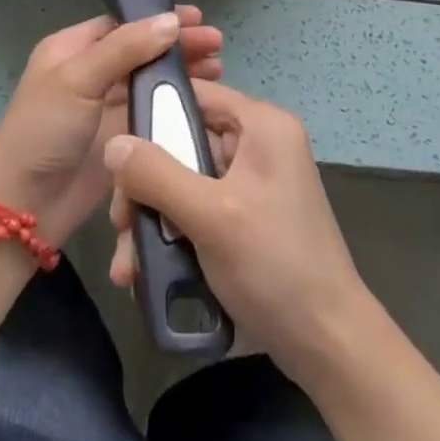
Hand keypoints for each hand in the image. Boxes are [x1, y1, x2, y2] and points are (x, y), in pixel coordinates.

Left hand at [0, 9, 222, 246]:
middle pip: (142, 50)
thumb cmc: (43, 131)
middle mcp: (91, 73)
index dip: (159, 18)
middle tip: (217, 43)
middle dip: (178, 45)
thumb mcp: (78, 79)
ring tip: (219, 68)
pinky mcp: (120, 140)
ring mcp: (106, 108)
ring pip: (151, 81)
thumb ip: (124, 48)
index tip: (197, 18)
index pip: (123, 23)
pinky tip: (204, 102)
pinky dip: (177, 105)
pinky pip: (153, 113)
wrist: (22, 208)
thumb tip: (171, 20)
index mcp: (72, 49)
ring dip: (182, 73)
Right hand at [104, 79, 371, 378]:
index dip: (152, 112)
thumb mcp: (211, 216)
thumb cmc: (274, 266)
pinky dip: (171, 236)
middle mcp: (258, 144)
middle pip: (183, 142)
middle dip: (145, 185)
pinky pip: (196, 210)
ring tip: (127, 265)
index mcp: (262, 125)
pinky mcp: (246, 218)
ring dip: (152, 219)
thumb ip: (157, 174)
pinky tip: (145, 274)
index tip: (114, 147)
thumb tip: (111, 143)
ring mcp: (252, 184)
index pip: (195, 94)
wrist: (328, 346)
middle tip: (120, 223)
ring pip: (184, 182)